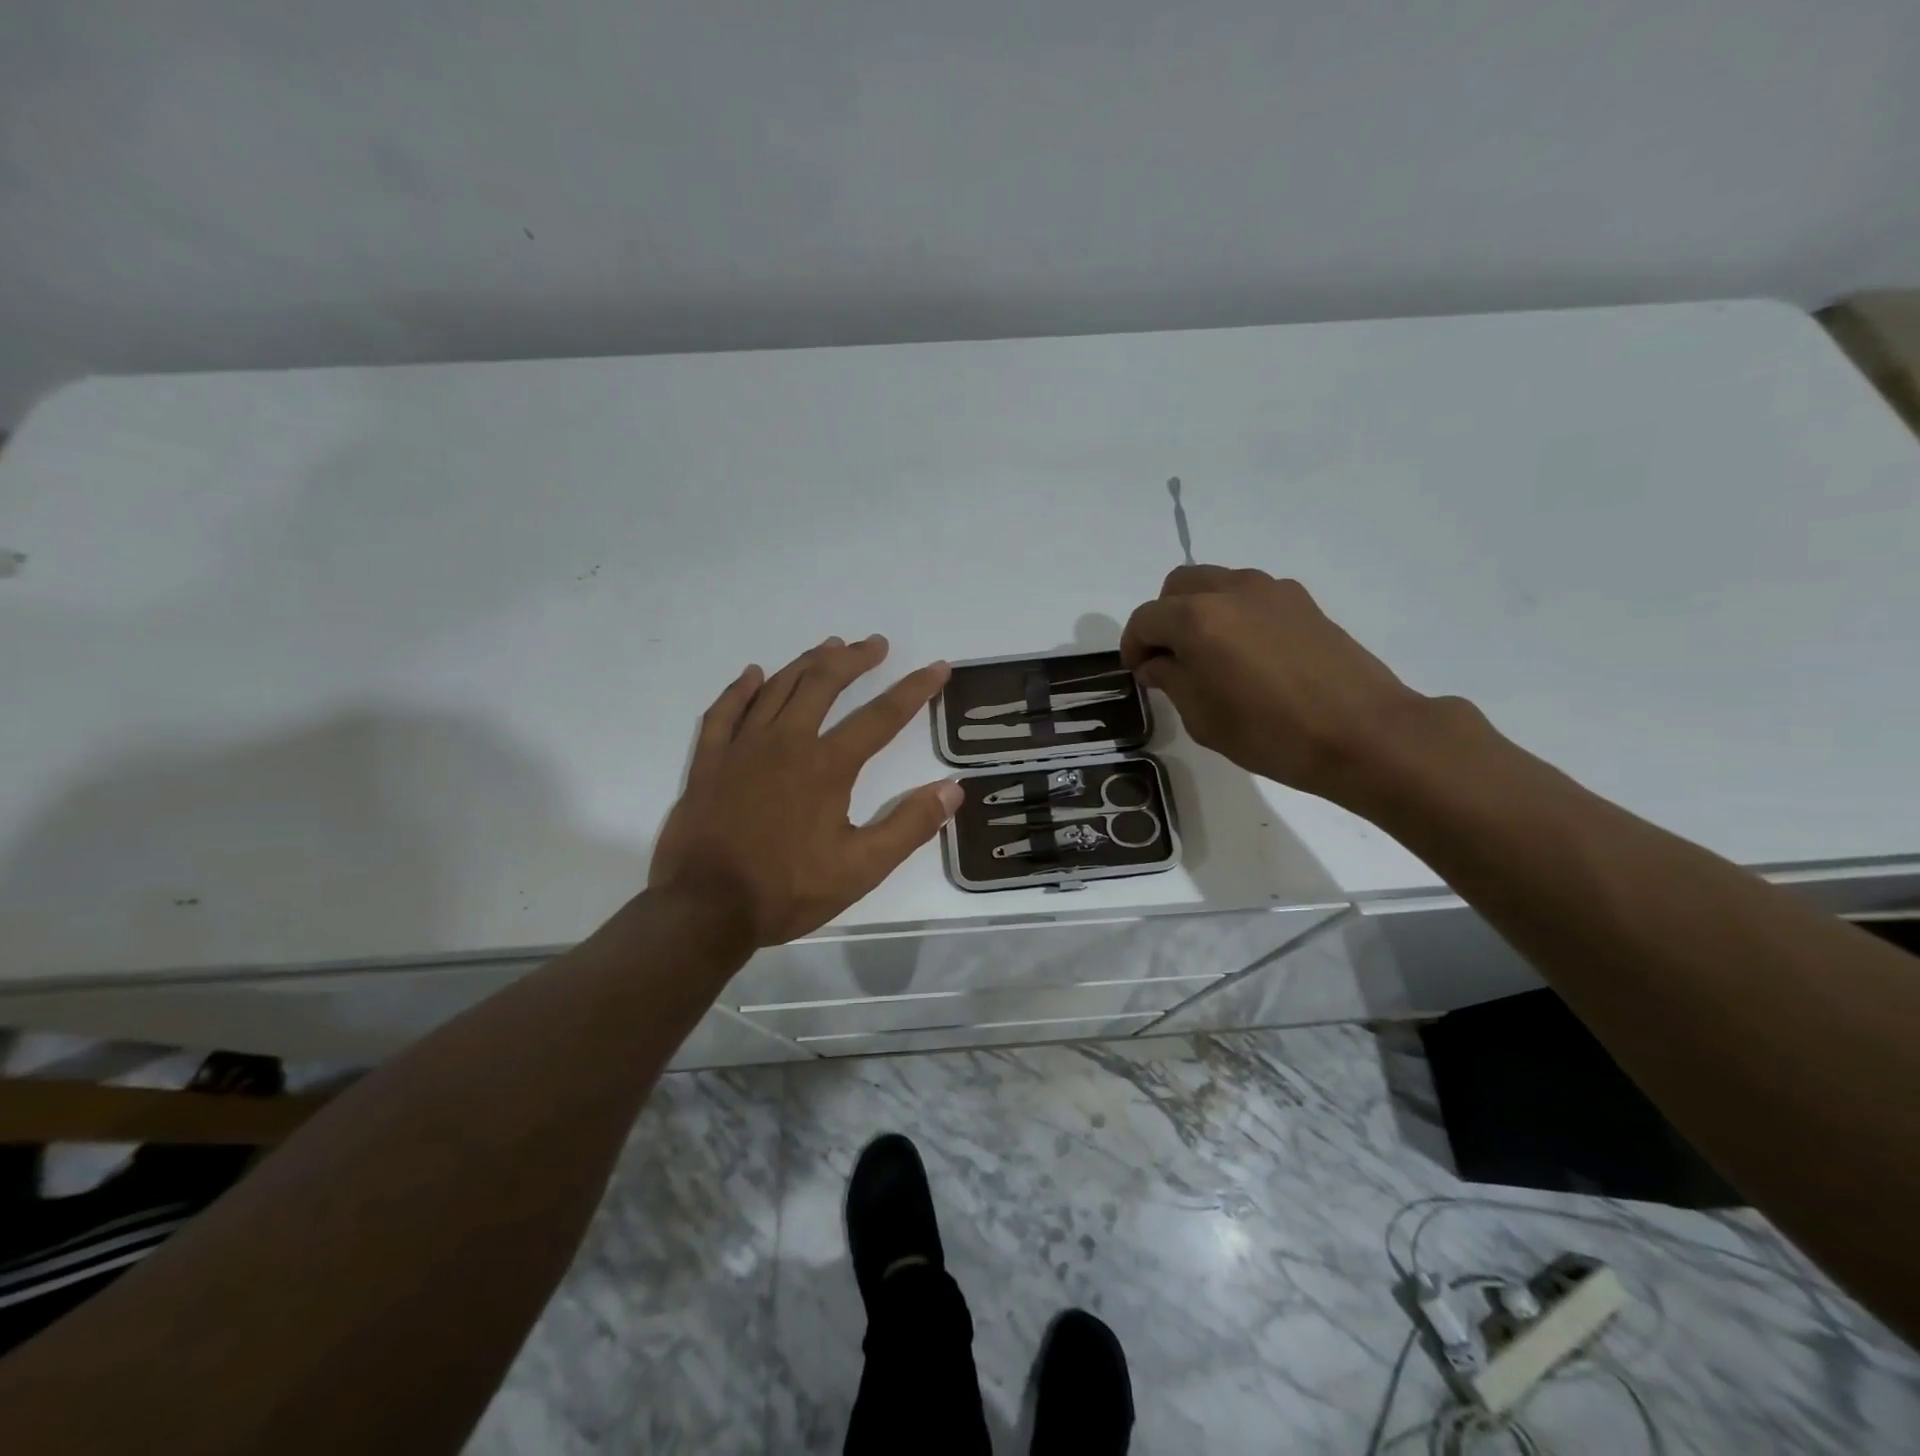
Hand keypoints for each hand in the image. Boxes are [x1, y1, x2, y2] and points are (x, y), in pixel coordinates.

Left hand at [649, 636, 959, 944]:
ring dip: (807, 663)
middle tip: (876, 644)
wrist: (705, 909)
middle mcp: (786, 742)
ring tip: (830, 646)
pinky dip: (741, 689)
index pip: (881, 716)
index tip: (937, 668)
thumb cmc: (787, 890)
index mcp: (827, 766)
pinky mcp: (709, 762)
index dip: (914, 689)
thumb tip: (953, 789)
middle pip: (824, 684)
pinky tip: (754, 674)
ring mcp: (742, 748)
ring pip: (778, 688)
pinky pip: (725, 711)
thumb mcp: (861, 868)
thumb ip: (909, 826)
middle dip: (854, 659)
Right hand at [1120, 566, 1435, 803]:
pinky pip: (1249, 595)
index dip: (1132, 645)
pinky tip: (1248, 654)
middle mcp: (1231, 590)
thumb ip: (1171, 679)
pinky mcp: (1302, 601)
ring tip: (1209, 656)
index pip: (1145, 619)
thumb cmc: (1272, 734)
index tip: (1138, 672)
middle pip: (1178, 586)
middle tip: (1168, 658)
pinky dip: (1233, 613)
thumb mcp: (1203, 718)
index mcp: (1197, 619)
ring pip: (1215, 584)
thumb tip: (1157, 662)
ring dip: (1198, 611)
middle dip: (1163, 618)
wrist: (1364, 733)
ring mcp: (1271, 590)